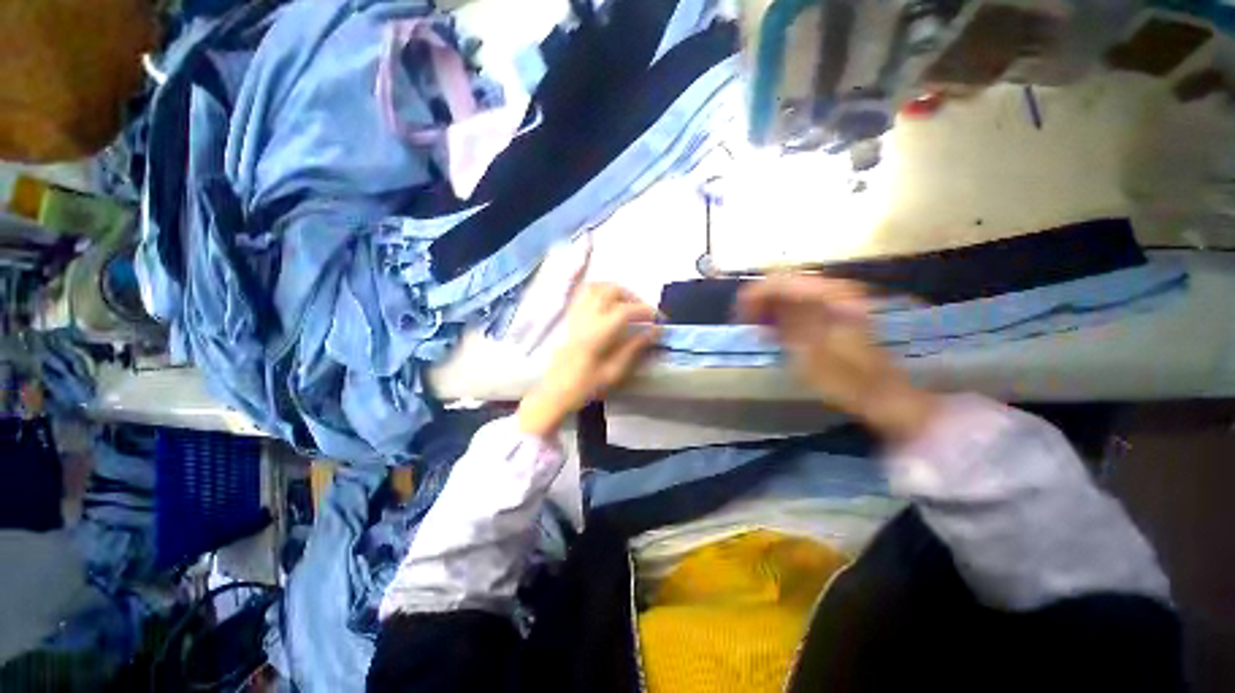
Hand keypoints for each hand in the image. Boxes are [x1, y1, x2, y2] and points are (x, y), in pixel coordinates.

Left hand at [518, 284, 660, 435]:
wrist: (554, 392)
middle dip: (633, 297)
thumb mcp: (614, 372)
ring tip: (628, 305)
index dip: (646, 311)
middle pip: (611, 291)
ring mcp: (575, 315)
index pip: (626, 311)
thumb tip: (654, 331)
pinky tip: (608, 303)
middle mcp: (586, 318)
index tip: (659, 319)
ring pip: (596, 287)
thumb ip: (634, 348)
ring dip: (617, 291)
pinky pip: (584, 293)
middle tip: (644, 313)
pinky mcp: (569, 317)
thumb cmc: (585, 386)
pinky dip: (600, 291)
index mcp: (597, 333)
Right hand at [737, 275, 939, 442]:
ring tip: (756, 328)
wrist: (880, 393)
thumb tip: (759, 296)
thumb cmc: (844, 377)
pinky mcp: (833, 311)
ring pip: (790, 292)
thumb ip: (782, 317)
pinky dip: (783, 313)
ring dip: (770, 307)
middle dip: (760, 300)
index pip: (780, 280)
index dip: (755, 294)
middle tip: (746, 323)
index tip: (739, 316)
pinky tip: (774, 330)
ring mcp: (835, 299)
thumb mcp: (808, 350)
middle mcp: (833, 289)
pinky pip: (799, 303)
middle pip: (784, 282)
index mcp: (829, 295)